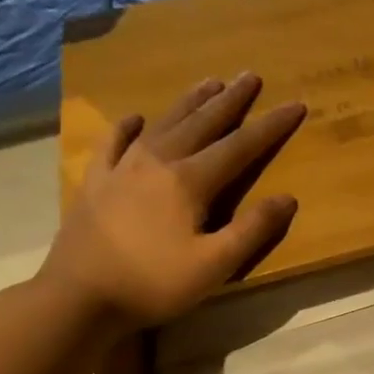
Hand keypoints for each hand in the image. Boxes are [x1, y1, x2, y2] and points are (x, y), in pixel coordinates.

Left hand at [39, 74, 305, 329]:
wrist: (77, 298)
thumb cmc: (153, 283)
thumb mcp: (215, 265)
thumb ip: (252, 229)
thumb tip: (288, 197)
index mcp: (189, 182)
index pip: (240, 146)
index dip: (271, 126)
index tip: (295, 104)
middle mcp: (157, 163)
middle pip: (202, 124)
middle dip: (230, 100)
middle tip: (250, 76)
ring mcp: (122, 169)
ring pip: (163, 125)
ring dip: (189, 103)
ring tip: (209, 82)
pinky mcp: (96, 183)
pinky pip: (112, 144)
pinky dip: (126, 128)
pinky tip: (135, 119)